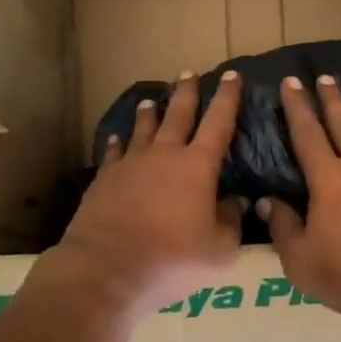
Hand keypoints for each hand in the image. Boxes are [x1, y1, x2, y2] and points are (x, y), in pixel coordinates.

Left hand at [43, 70, 244, 318]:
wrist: (106, 268)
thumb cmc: (172, 260)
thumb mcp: (219, 250)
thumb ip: (231, 221)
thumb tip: (236, 201)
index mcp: (197, 166)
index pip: (218, 123)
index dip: (228, 98)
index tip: (232, 76)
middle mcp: (164, 155)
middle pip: (178, 115)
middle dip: (186, 93)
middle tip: (189, 73)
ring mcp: (130, 165)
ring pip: (143, 129)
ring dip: (149, 113)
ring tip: (151, 100)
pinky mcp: (104, 180)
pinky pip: (113, 153)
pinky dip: (117, 143)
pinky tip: (116, 138)